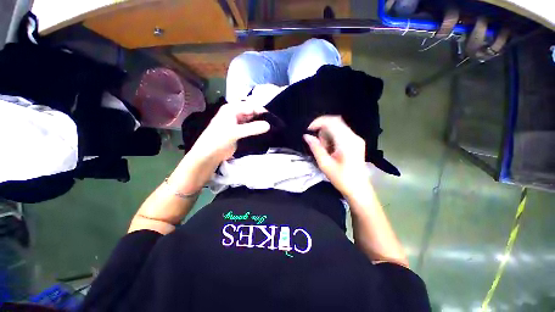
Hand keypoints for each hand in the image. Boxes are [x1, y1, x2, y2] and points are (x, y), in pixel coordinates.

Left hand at [188, 102, 269, 163]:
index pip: (250, 106)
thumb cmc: (219, 139)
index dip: (261, 110)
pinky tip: (264, 132)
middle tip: (273, 122)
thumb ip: (252, 128)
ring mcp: (237, 122)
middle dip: (261, 116)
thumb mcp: (235, 132)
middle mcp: (235, 113)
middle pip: (252, 112)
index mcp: (232, 109)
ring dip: (259, 123)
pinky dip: (256, 129)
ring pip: (252, 120)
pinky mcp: (239, 131)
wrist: (209, 154)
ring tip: (271, 126)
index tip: (273, 117)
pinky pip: (250, 127)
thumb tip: (268, 125)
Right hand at [303, 116, 369, 196]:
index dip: (318, 122)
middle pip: (335, 122)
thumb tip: (307, 136)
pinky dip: (333, 137)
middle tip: (318, 143)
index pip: (332, 122)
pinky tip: (331, 149)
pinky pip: (342, 132)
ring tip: (325, 149)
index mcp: (346, 142)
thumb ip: (315, 148)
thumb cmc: (341, 179)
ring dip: (327, 134)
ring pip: (338, 126)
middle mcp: (353, 137)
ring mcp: (356, 139)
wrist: (359, 189)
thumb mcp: (325, 164)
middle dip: (322, 129)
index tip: (309, 130)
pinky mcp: (356, 142)